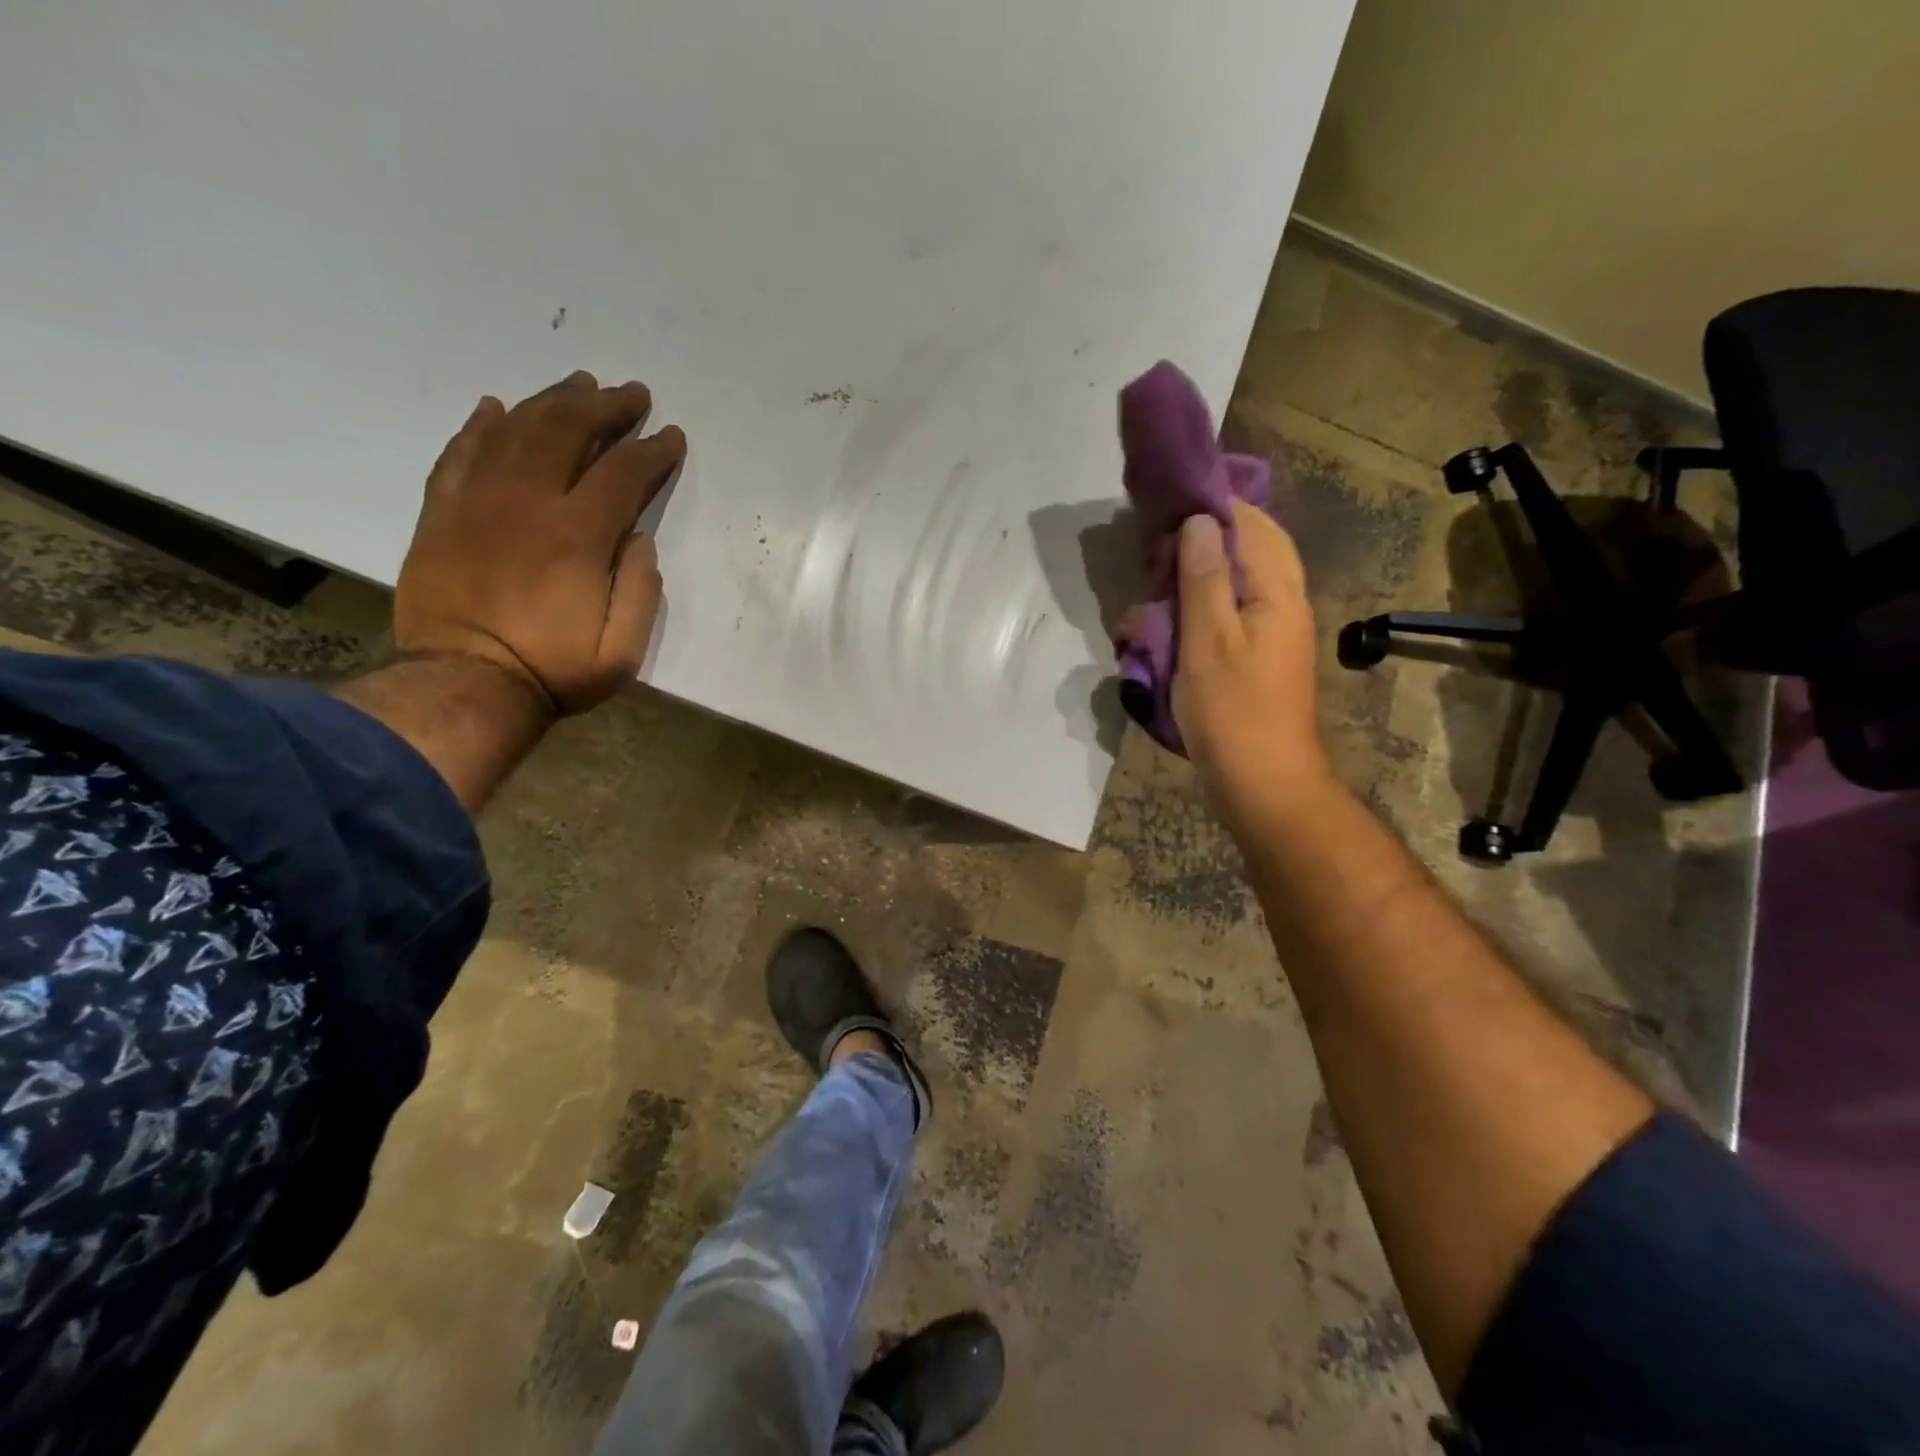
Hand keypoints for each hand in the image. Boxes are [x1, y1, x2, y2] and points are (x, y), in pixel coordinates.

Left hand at [394, 371, 686, 715]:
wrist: (465, 685)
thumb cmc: (553, 671)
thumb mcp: (622, 651)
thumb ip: (640, 591)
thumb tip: (639, 539)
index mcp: (577, 537)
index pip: (623, 473)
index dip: (652, 450)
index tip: (671, 436)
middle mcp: (527, 503)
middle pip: (567, 431)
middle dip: (606, 406)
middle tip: (632, 393)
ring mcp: (477, 501)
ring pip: (516, 429)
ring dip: (551, 400)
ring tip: (579, 384)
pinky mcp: (442, 512)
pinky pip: (459, 452)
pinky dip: (480, 425)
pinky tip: (496, 407)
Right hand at [1172, 500, 1331, 830]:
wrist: (1264, 783)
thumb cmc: (1233, 711)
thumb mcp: (1209, 640)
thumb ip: (1204, 578)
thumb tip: (1201, 520)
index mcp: (1278, 592)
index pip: (1252, 524)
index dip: (1214, 505)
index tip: (1169, 500)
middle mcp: (1284, 603)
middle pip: (1251, 549)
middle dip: (1205, 539)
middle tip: (1157, 545)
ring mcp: (1274, 632)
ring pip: (1239, 582)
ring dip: (1200, 575)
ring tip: (1159, 583)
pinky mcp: (1259, 657)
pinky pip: (1231, 614)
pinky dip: (1202, 608)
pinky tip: (1172, 621)